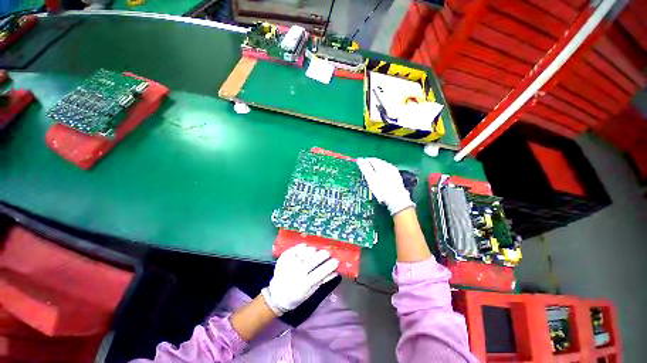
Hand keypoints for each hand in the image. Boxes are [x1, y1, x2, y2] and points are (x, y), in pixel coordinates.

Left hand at [261, 244, 338, 315]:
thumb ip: (323, 281)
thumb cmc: (296, 296)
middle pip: (312, 260)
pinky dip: (301, 247)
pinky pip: (295, 249)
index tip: (336, 261)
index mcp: (304, 285)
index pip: (319, 273)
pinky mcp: (283, 258)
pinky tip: (305, 247)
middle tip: (327, 253)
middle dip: (322, 255)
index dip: (329, 266)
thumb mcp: (311, 292)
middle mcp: (296, 274)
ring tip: (316, 251)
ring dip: (312, 250)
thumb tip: (336, 271)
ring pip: (304, 253)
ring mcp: (289, 265)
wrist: (276, 296)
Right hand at [356, 157, 414, 214]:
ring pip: (384, 166)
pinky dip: (383, 172)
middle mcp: (389, 166)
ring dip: (378, 167)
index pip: (372, 159)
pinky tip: (382, 177)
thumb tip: (360, 160)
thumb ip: (365, 168)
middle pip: (379, 162)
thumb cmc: (381, 189)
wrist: (397, 199)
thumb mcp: (371, 179)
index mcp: (382, 166)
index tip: (361, 164)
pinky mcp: (397, 177)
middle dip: (372, 164)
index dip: (365, 161)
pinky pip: (388, 171)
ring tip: (373, 173)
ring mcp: (394, 172)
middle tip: (366, 168)